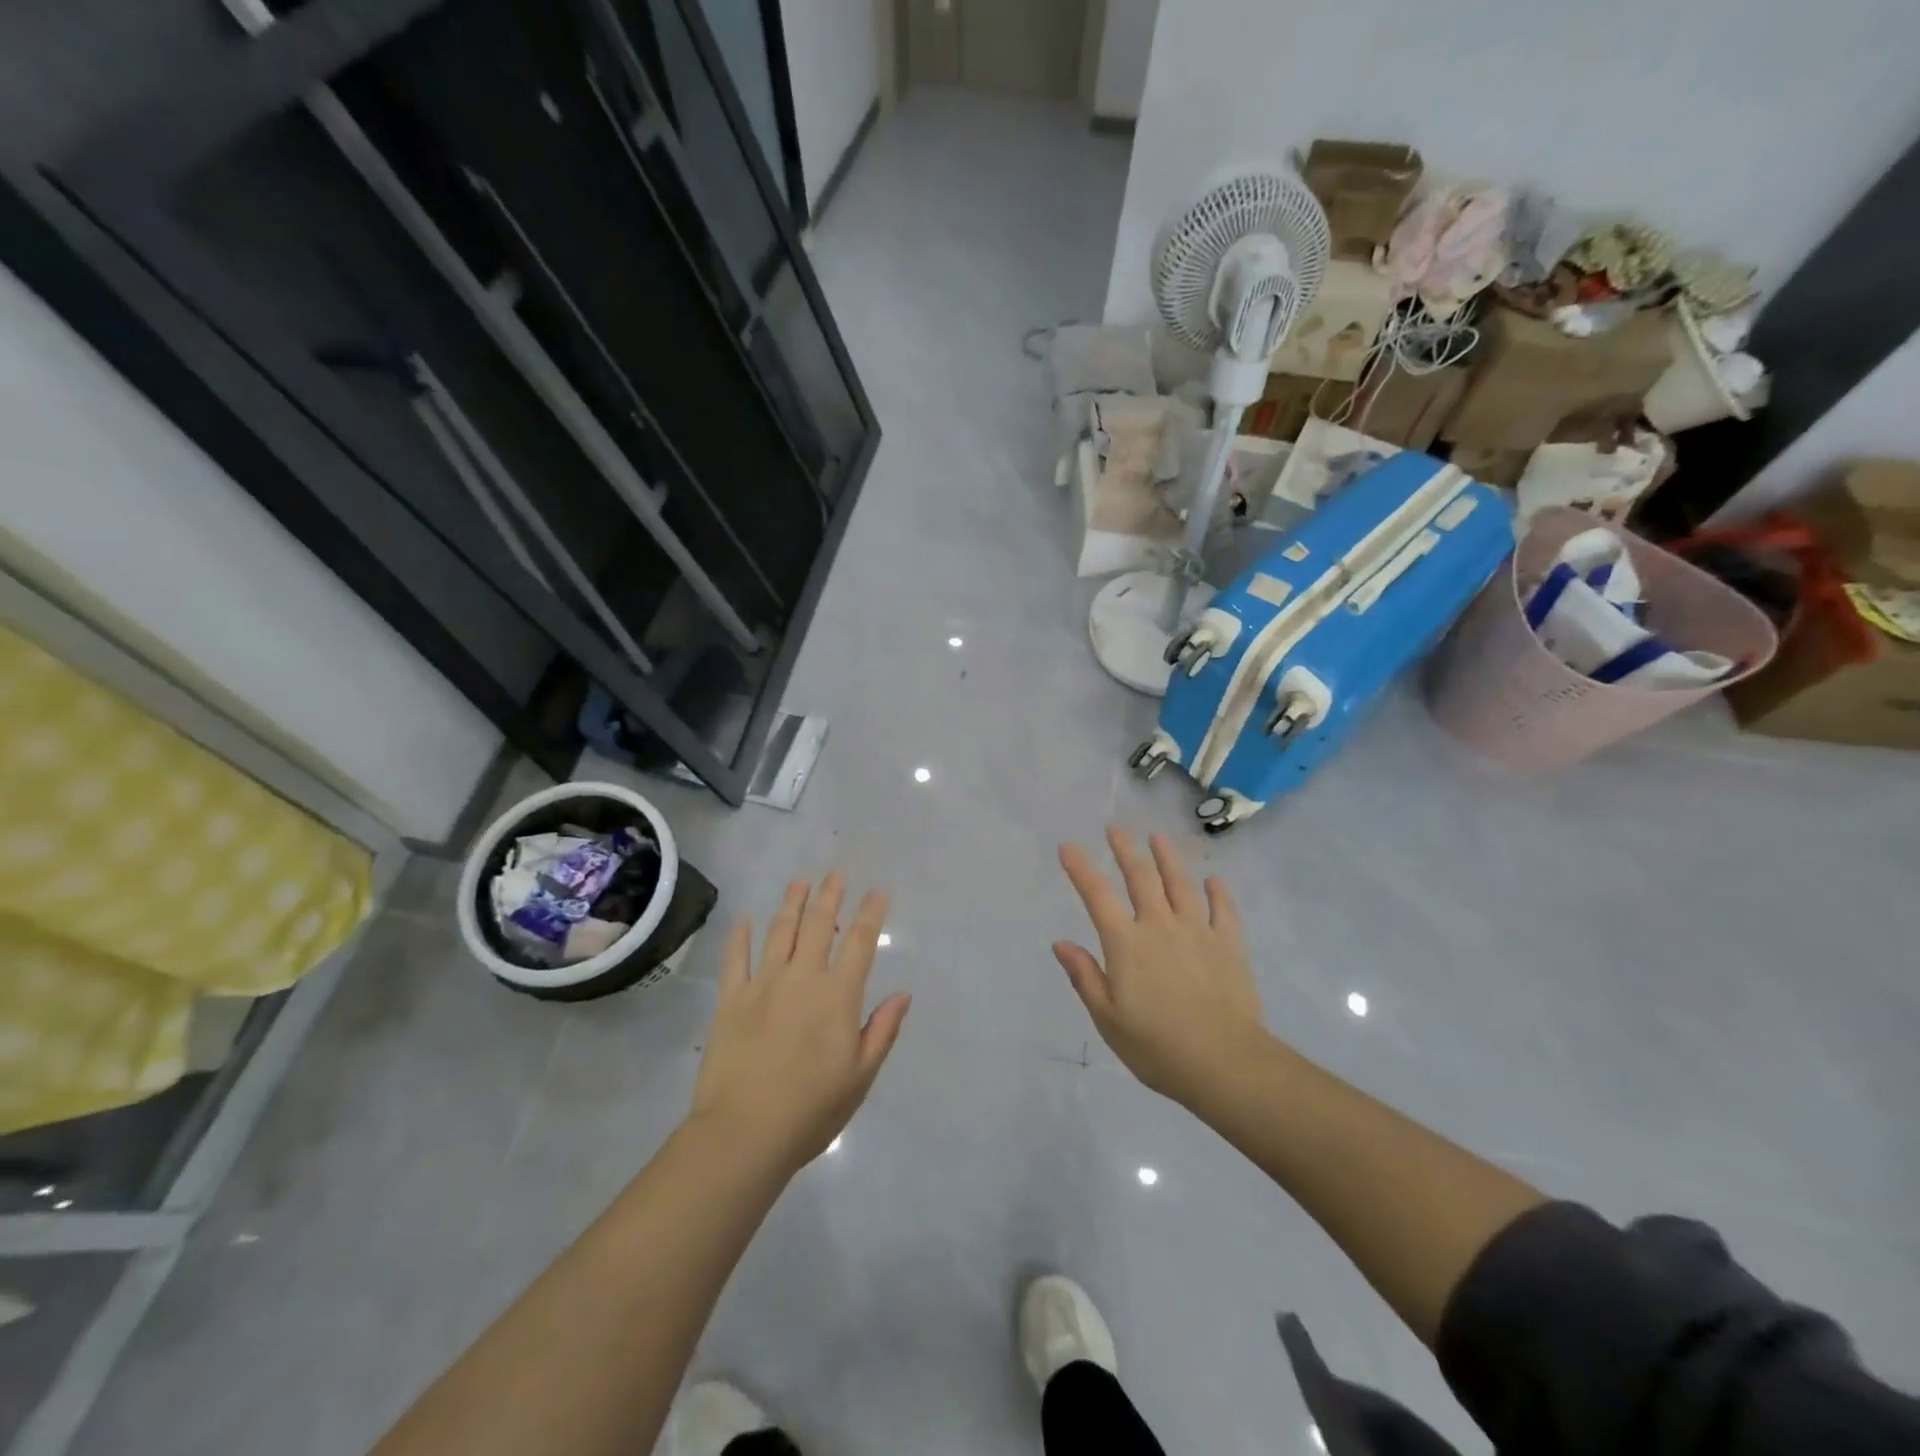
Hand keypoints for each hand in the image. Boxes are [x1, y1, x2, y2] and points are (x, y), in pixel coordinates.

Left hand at [689, 873, 910, 1173]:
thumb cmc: (811, 1110)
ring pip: (779, 931)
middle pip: (818, 925)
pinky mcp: (731, 999)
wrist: (744, 1133)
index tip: (877, 891)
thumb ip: (882, 1030)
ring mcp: (763, 984)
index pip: (859, 942)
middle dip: (830, 895)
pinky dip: (740, 936)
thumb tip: (903, 994)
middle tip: (836, 873)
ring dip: (791, 903)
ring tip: (799, 882)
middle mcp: (802, 978)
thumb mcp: (860, 1076)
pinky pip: (736, 958)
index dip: (870, 913)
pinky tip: (744, 920)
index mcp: (838, 996)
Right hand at [1055, 828, 1268, 1107]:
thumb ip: (1085, 976)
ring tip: (1158, 837)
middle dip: (1125, 849)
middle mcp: (1159, 925)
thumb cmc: (1157, 1047)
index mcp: (1126, 943)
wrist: (1225, 1063)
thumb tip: (1061, 943)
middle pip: (1141, 877)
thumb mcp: (1107, 1018)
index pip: (1097, 895)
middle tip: (1116, 829)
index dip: (1080, 868)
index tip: (1068, 846)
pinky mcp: (1229, 944)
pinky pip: (1222, 909)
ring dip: (1167, 857)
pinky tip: (1213, 880)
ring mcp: (1198, 931)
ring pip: (1180, 883)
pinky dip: (1217, 892)